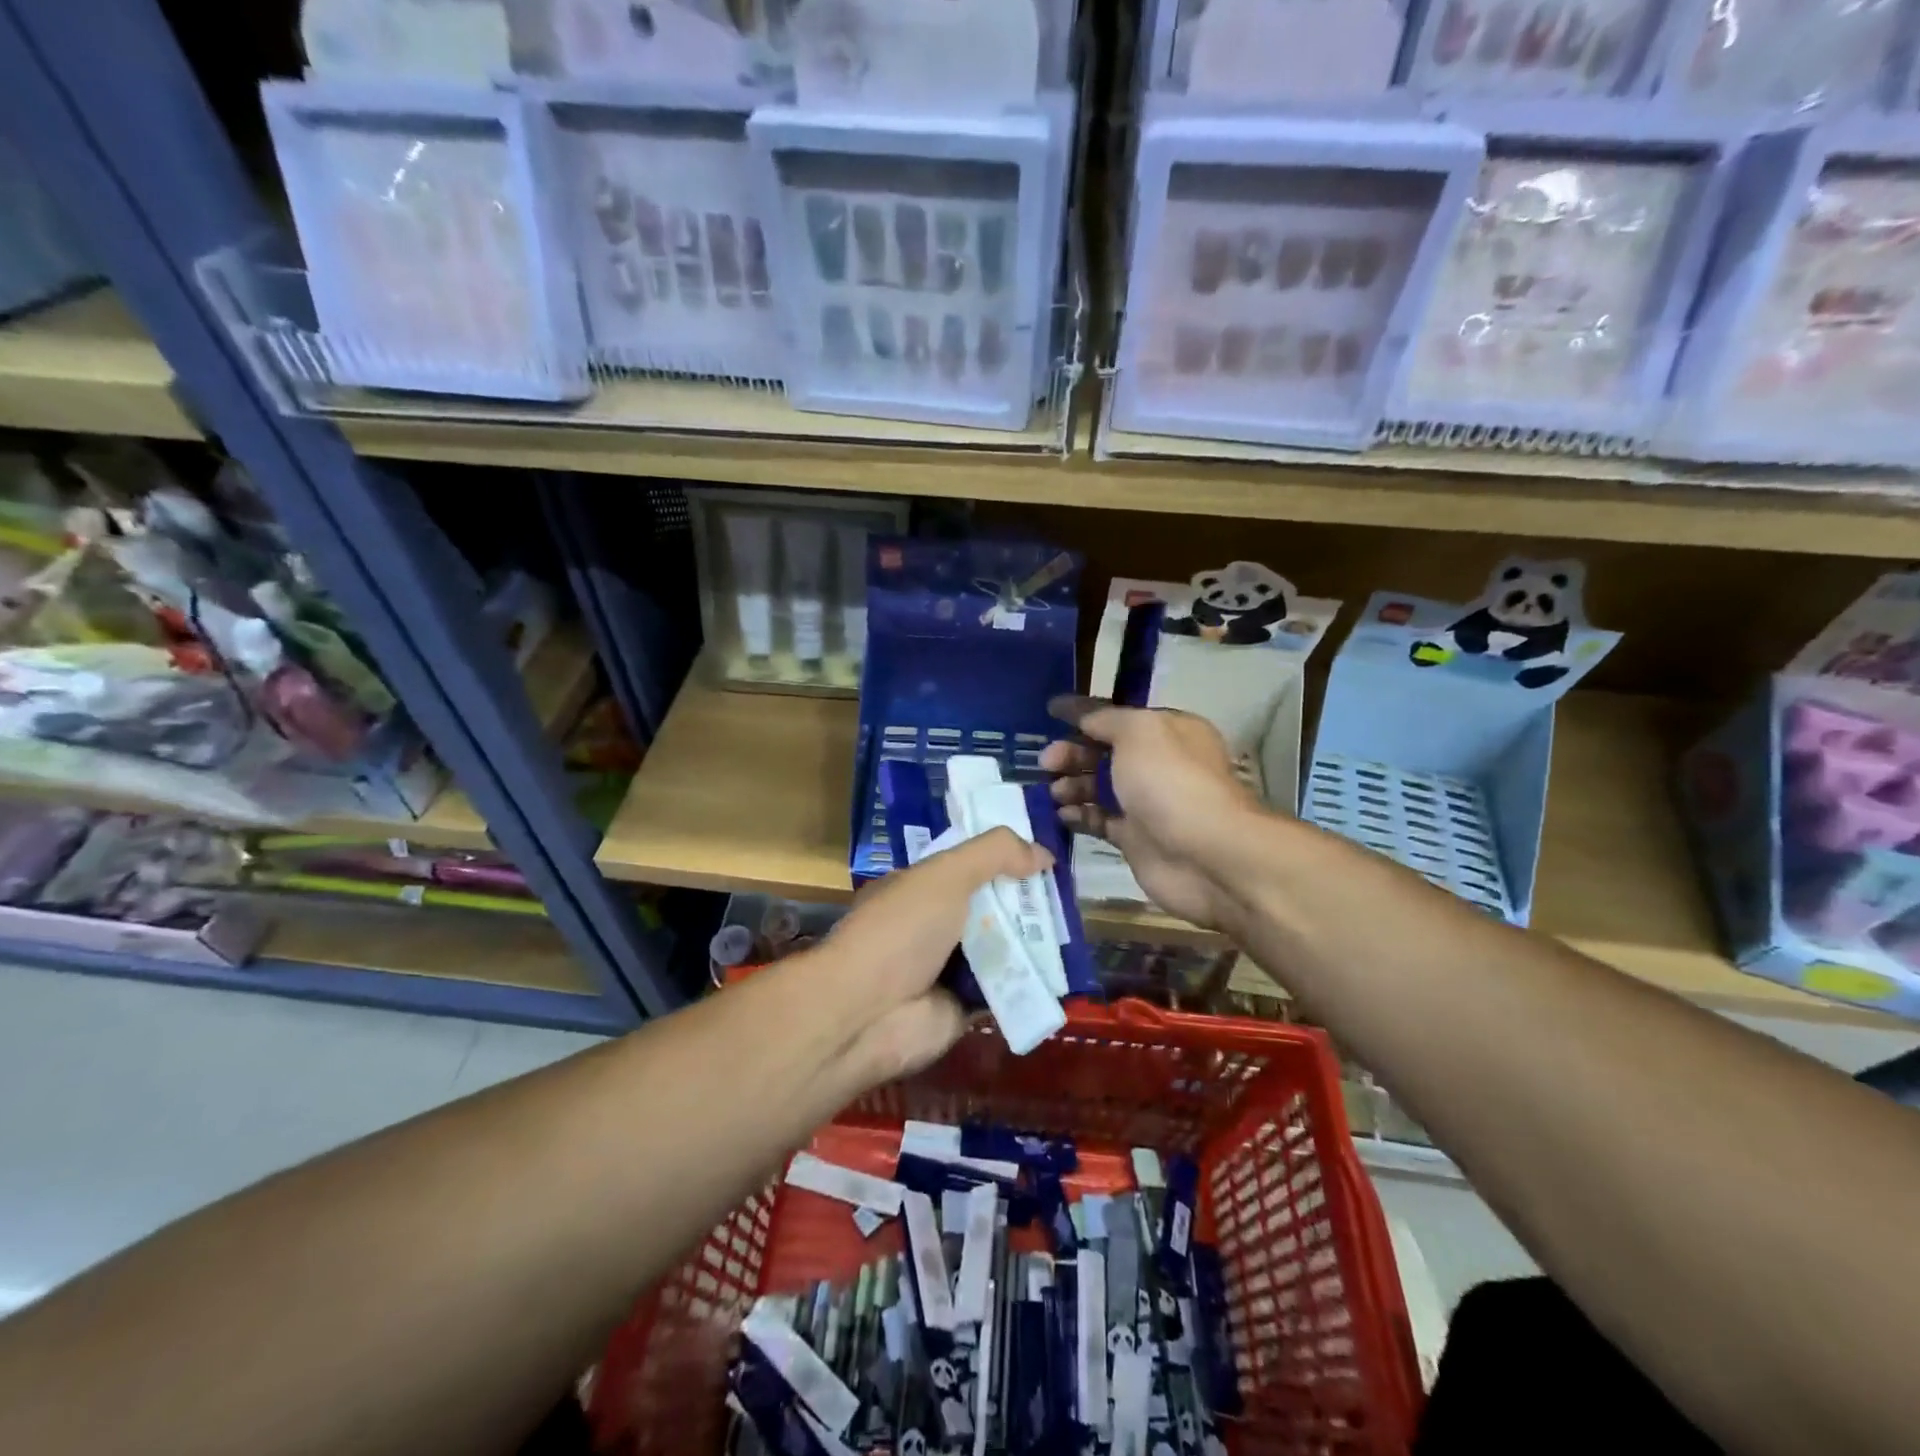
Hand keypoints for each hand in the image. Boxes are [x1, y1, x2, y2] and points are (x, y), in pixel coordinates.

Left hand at [816, 827, 1051, 1085]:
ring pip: (1003, 949)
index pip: (969, 867)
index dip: (1006, 859)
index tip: (1047, 857)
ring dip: (1035, 943)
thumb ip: (995, 854)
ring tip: (1079, 930)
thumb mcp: (946, 874)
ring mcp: (948, 968)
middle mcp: (934, 926)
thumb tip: (1045, 853)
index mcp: (920, 889)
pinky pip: (1007, 990)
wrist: (866, 1013)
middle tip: (1074, 896)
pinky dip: (1032, 983)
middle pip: (991, 908)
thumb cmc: (901, 930)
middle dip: (1028, 902)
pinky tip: (1067, 972)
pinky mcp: (965, 1007)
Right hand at [1042, 695, 1258, 930]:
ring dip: (1072, 785)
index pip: (1118, 716)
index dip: (1084, 713)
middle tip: (1046, 762)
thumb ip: (1105, 720)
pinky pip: (1100, 821)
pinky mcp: (1135, 838)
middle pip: (1105, 752)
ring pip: (1100, 787)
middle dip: (1073, 753)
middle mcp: (1159, 764)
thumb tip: (1083, 718)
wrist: (1205, 855)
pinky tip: (1061, 815)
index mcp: (1167, 731)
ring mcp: (1147, 803)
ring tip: (1052, 791)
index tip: (1049, 712)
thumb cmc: (1171, 782)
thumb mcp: (1138, 732)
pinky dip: (1079, 816)